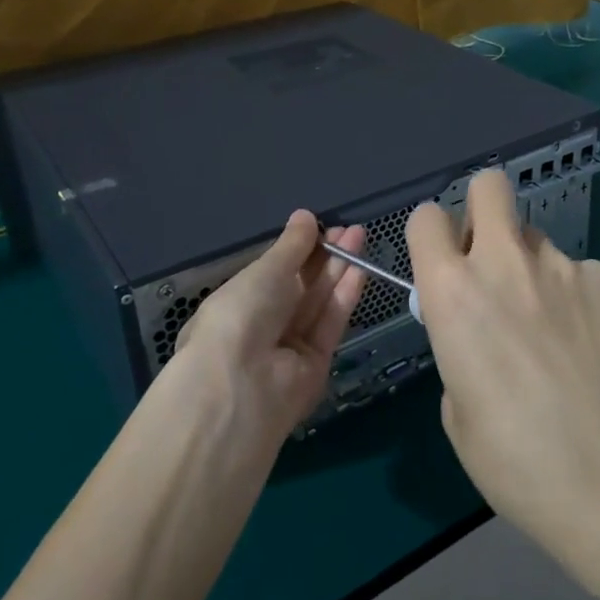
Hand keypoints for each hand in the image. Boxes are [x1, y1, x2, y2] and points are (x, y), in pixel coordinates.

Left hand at [168, 212, 366, 450]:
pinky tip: (360, 268)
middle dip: (325, 255)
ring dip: (340, 269)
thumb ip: (291, 246)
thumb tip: (304, 216)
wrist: (241, 384)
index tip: (321, 226)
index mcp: (239, 302)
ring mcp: (290, 346)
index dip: (299, 249)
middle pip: (301, 285)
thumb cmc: (240, 314)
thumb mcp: (264, 271)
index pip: (274, 272)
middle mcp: (264, 324)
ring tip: (360, 237)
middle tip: (349, 229)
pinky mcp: (316, 364)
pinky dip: (345, 295)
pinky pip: (331, 323)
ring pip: (319, 302)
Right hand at [406, 170, 599, 587]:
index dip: (432, 236)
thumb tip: (479, 329)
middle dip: (484, 209)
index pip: (427, 218)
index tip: (444, 263)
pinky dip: (576, 295)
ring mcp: (561, 265)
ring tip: (550, 324)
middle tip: (492, 258)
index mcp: (452, 291)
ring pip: (536, 239)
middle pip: (489, 185)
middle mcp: (504, 262)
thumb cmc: (512, 456)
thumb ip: (458, 344)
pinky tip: (587, 341)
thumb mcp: (456, 404)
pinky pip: (579, 271)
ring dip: (532, 267)